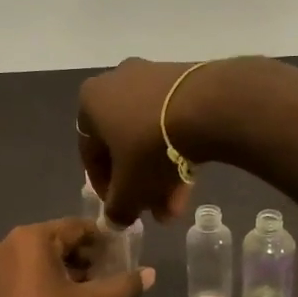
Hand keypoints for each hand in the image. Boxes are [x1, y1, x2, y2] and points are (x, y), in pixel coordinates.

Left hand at [0, 218, 156, 296]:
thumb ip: (122, 285)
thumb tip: (151, 274)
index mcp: (31, 239)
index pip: (76, 228)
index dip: (102, 241)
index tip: (121, 256)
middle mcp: (7, 243)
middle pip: (56, 241)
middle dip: (84, 257)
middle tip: (108, 275)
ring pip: (39, 257)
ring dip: (65, 269)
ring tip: (89, 290)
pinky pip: (23, 272)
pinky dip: (44, 279)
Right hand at [77, 58, 208, 225]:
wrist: (207, 107)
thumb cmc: (150, 147)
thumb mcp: (129, 190)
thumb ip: (117, 209)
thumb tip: (115, 220)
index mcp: (91, 101)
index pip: (90, 153)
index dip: (104, 188)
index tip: (121, 208)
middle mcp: (117, 81)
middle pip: (124, 145)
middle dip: (140, 184)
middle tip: (153, 210)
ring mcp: (153, 76)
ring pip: (150, 135)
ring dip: (161, 173)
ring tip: (178, 205)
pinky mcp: (186, 78)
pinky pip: (173, 120)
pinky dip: (178, 149)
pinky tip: (192, 178)